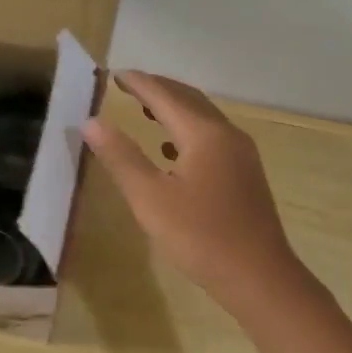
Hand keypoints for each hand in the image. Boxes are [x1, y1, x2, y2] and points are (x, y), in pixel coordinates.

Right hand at [82, 71, 307, 310]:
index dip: (138, 83)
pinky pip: (212, 137)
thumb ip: (121, 157)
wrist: (259, 277)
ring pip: (203, 118)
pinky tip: (172, 150)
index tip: (114, 74)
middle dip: (158, 89)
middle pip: (188, 99)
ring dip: (174, 109)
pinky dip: (187, 131)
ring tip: (146, 110)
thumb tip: (91, 122)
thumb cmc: (201, 237)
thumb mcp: (150, 198)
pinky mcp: (245, 174)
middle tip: (129, 85)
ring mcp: (241, 154)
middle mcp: (227, 134)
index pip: (165, 95)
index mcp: (204, 134)